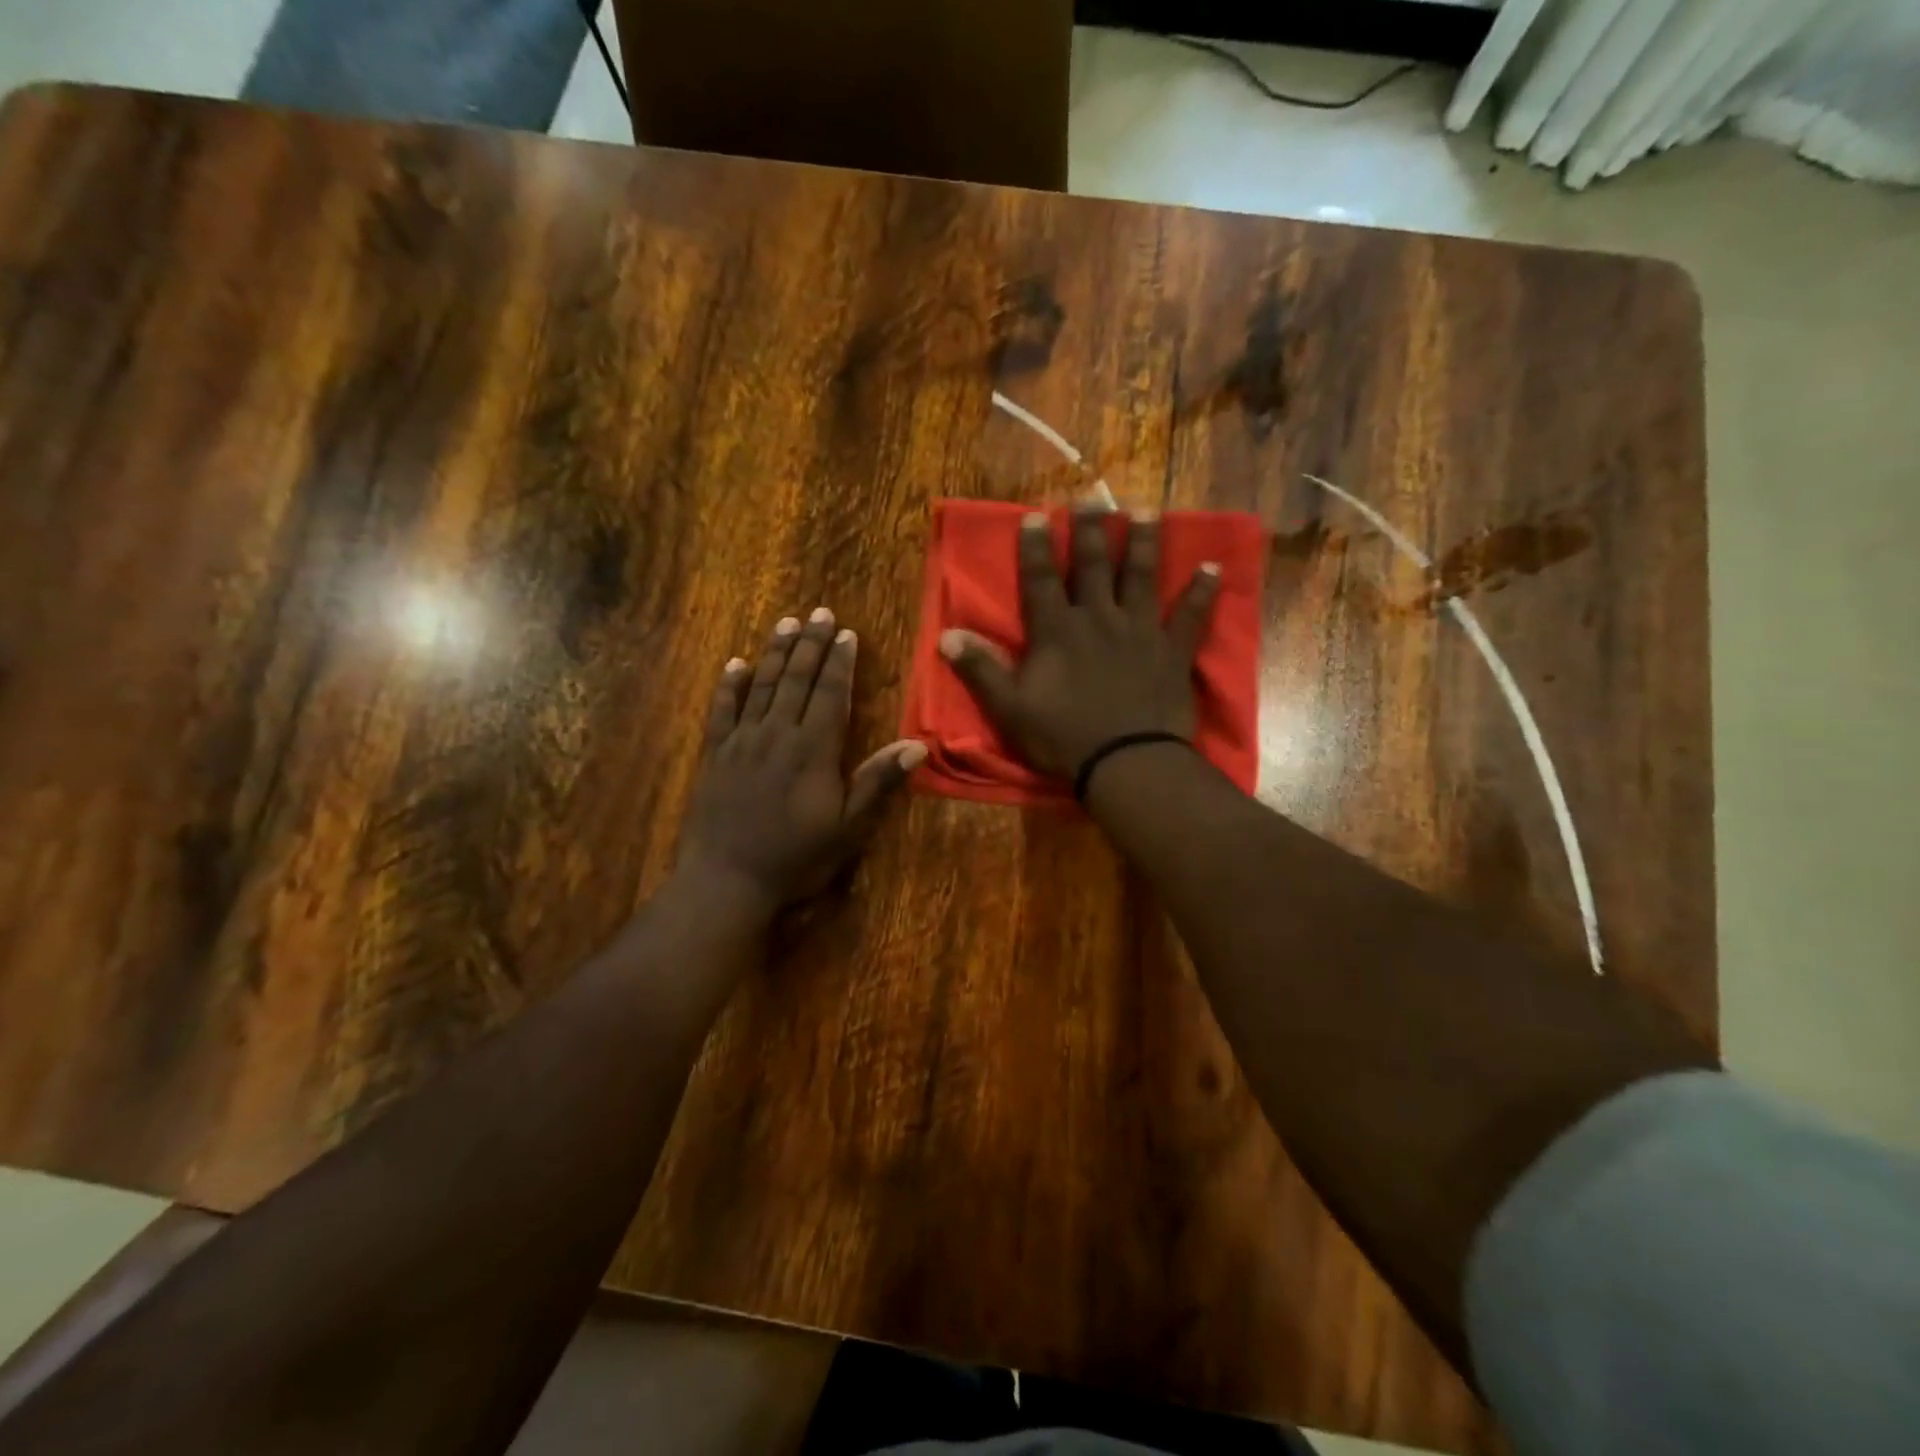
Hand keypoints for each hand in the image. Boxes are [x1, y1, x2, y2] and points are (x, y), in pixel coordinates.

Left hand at [678, 608, 924, 912]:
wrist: (726, 880)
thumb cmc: (796, 858)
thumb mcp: (848, 827)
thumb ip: (878, 782)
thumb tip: (917, 745)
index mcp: (814, 749)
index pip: (831, 694)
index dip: (840, 662)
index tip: (846, 632)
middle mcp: (777, 734)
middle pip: (797, 679)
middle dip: (811, 644)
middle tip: (820, 612)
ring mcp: (742, 742)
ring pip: (762, 686)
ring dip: (776, 653)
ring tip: (787, 623)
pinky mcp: (714, 755)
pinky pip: (722, 710)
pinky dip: (729, 686)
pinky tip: (735, 665)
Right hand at [939, 506, 1219, 779]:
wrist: (1125, 763)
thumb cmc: (1063, 738)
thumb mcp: (1009, 708)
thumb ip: (980, 669)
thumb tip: (946, 634)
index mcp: (1057, 632)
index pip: (1042, 580)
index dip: (1037, 547)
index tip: (1037, 516)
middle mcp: (1099, 619)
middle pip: (1093, 566)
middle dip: (1090, 529)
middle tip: (1091, 496)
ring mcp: (1140, 631)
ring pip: (1142, 577)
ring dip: (1143, 542)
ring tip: (1145, 509)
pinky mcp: (1173, 651)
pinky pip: (1191, 616)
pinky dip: (1203, 592)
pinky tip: (1214, 568)